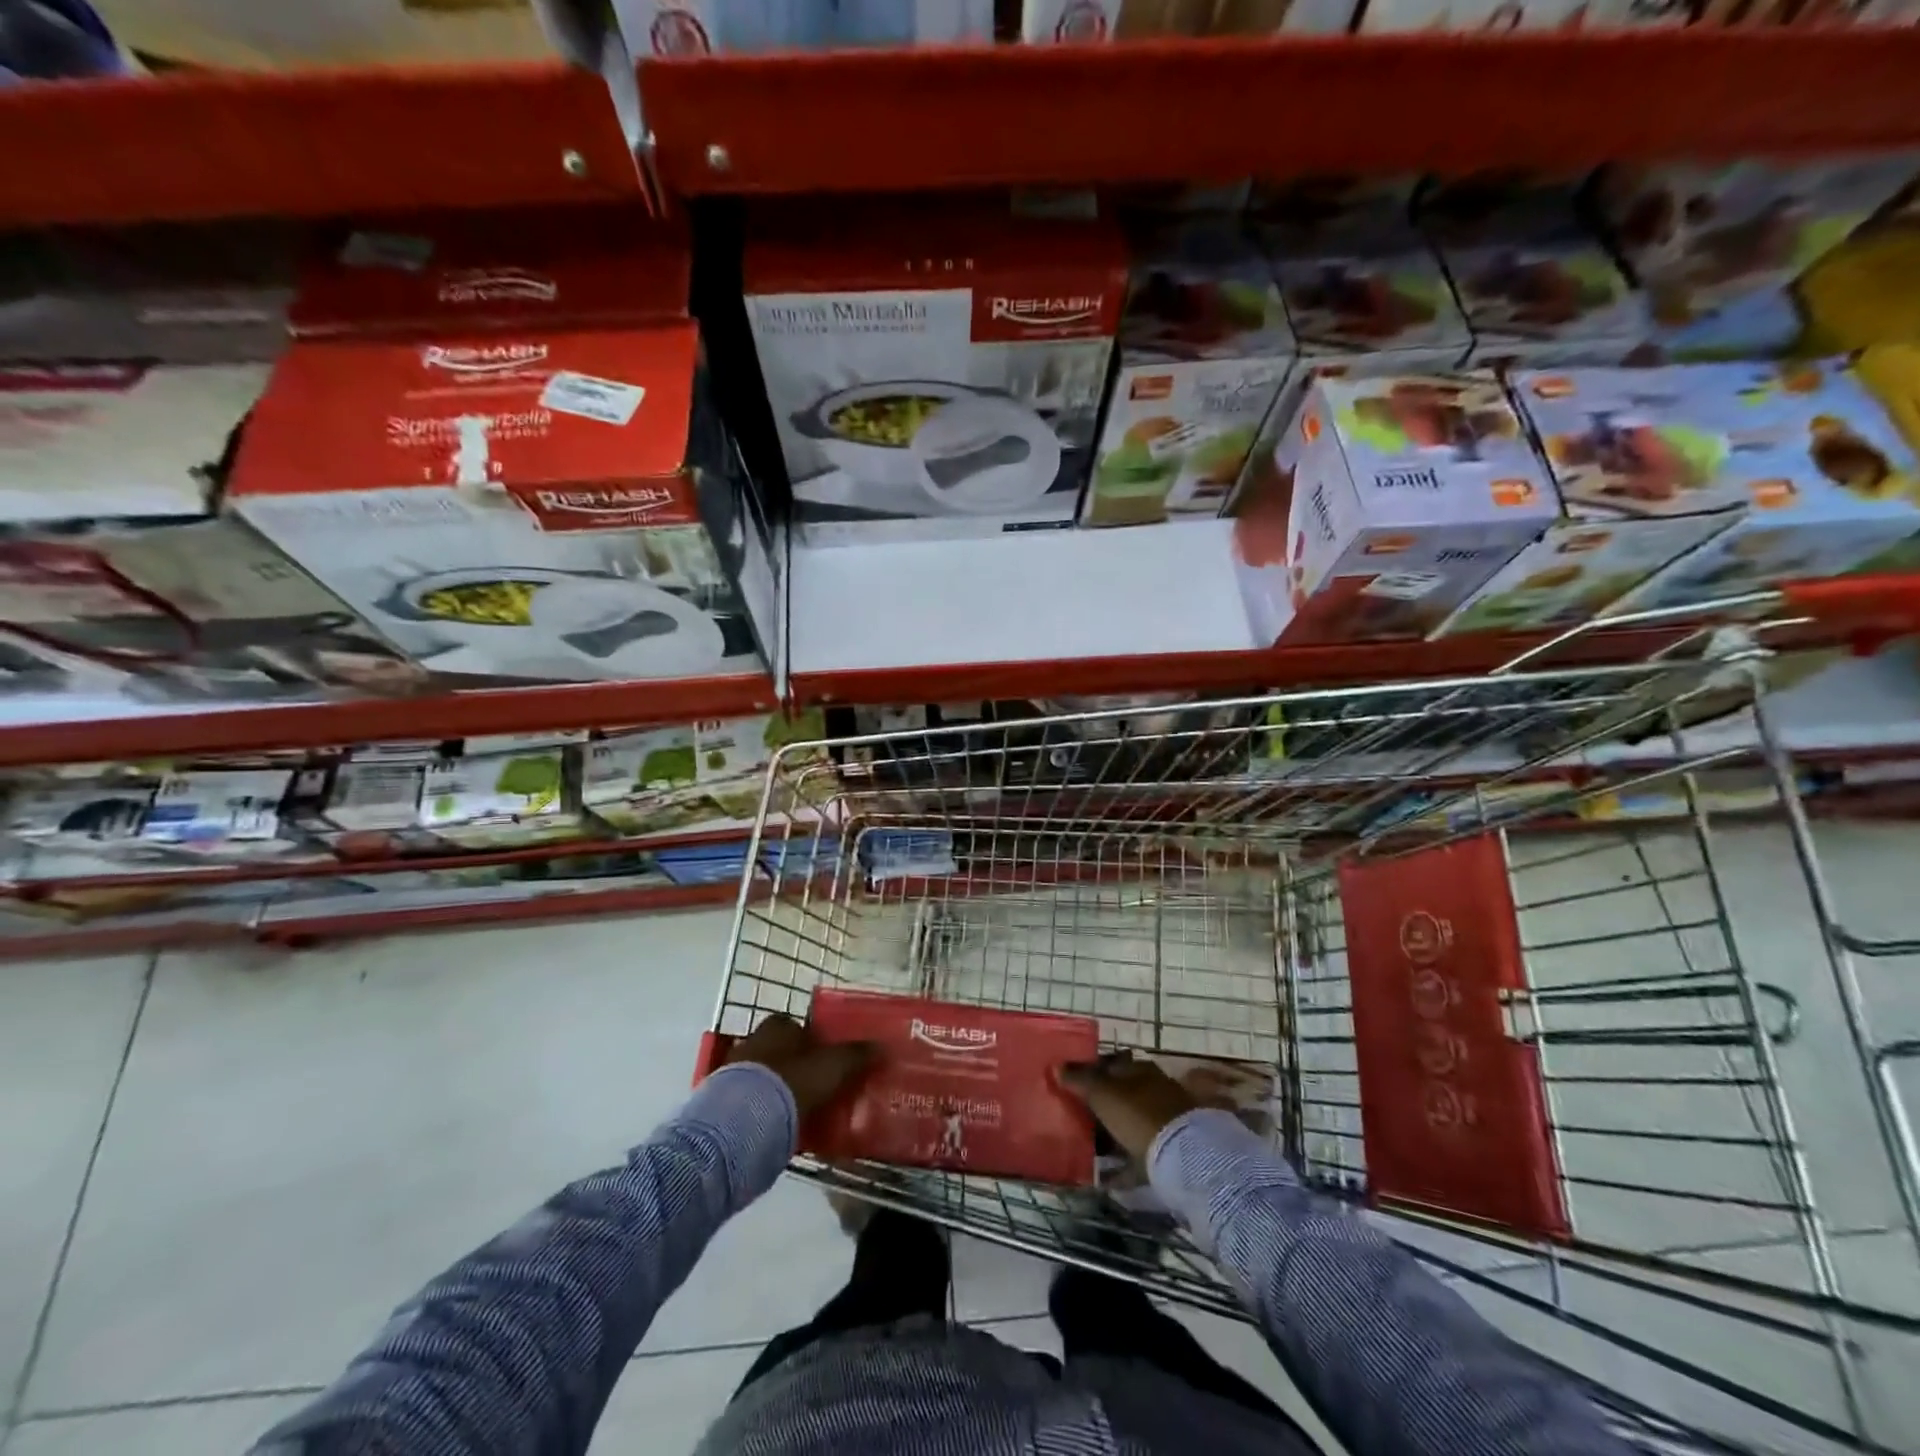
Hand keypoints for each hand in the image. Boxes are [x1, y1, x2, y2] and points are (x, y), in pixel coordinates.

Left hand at [727, 1013, 874, 1117]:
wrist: (741, 1124)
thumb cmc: (791, 1083)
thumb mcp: (832, 1067)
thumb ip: (856, 1056)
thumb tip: (883, 1046)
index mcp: (777, 1026)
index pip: (798, 1027)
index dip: (814, 1042)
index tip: (828, 1062)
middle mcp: (752, 1041)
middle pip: (780, 1051)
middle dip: (795, 1066)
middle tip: (817, 1088)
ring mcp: (733, 1072)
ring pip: (764, 1077)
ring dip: (778, 1090)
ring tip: (800, 1112)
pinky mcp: (721, 1103)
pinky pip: (749, 1102)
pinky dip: (763, 1111)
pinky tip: (778, 1128)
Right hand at [1059, 1053, 1197, 1162]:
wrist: (1182, 1156)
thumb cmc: (1137, 1113)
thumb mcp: (1102, 1092)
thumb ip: (1079, 1079)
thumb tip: (1057, 1066)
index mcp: (1140, 1070)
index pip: (1110, 1064)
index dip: (1089, 1072)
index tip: (1069, 1084)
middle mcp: (1153, 1092)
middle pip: (1120, 1096)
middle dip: (1099, 1105)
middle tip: (1072, 1115)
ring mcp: (1161, 1124)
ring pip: (1127, 1126)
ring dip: (1109, 1136)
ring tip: (1084, 1147)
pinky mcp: (1165, 1155)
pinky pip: (1135, 1159)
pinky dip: (1119, 1168)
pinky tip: (1100, 1179)